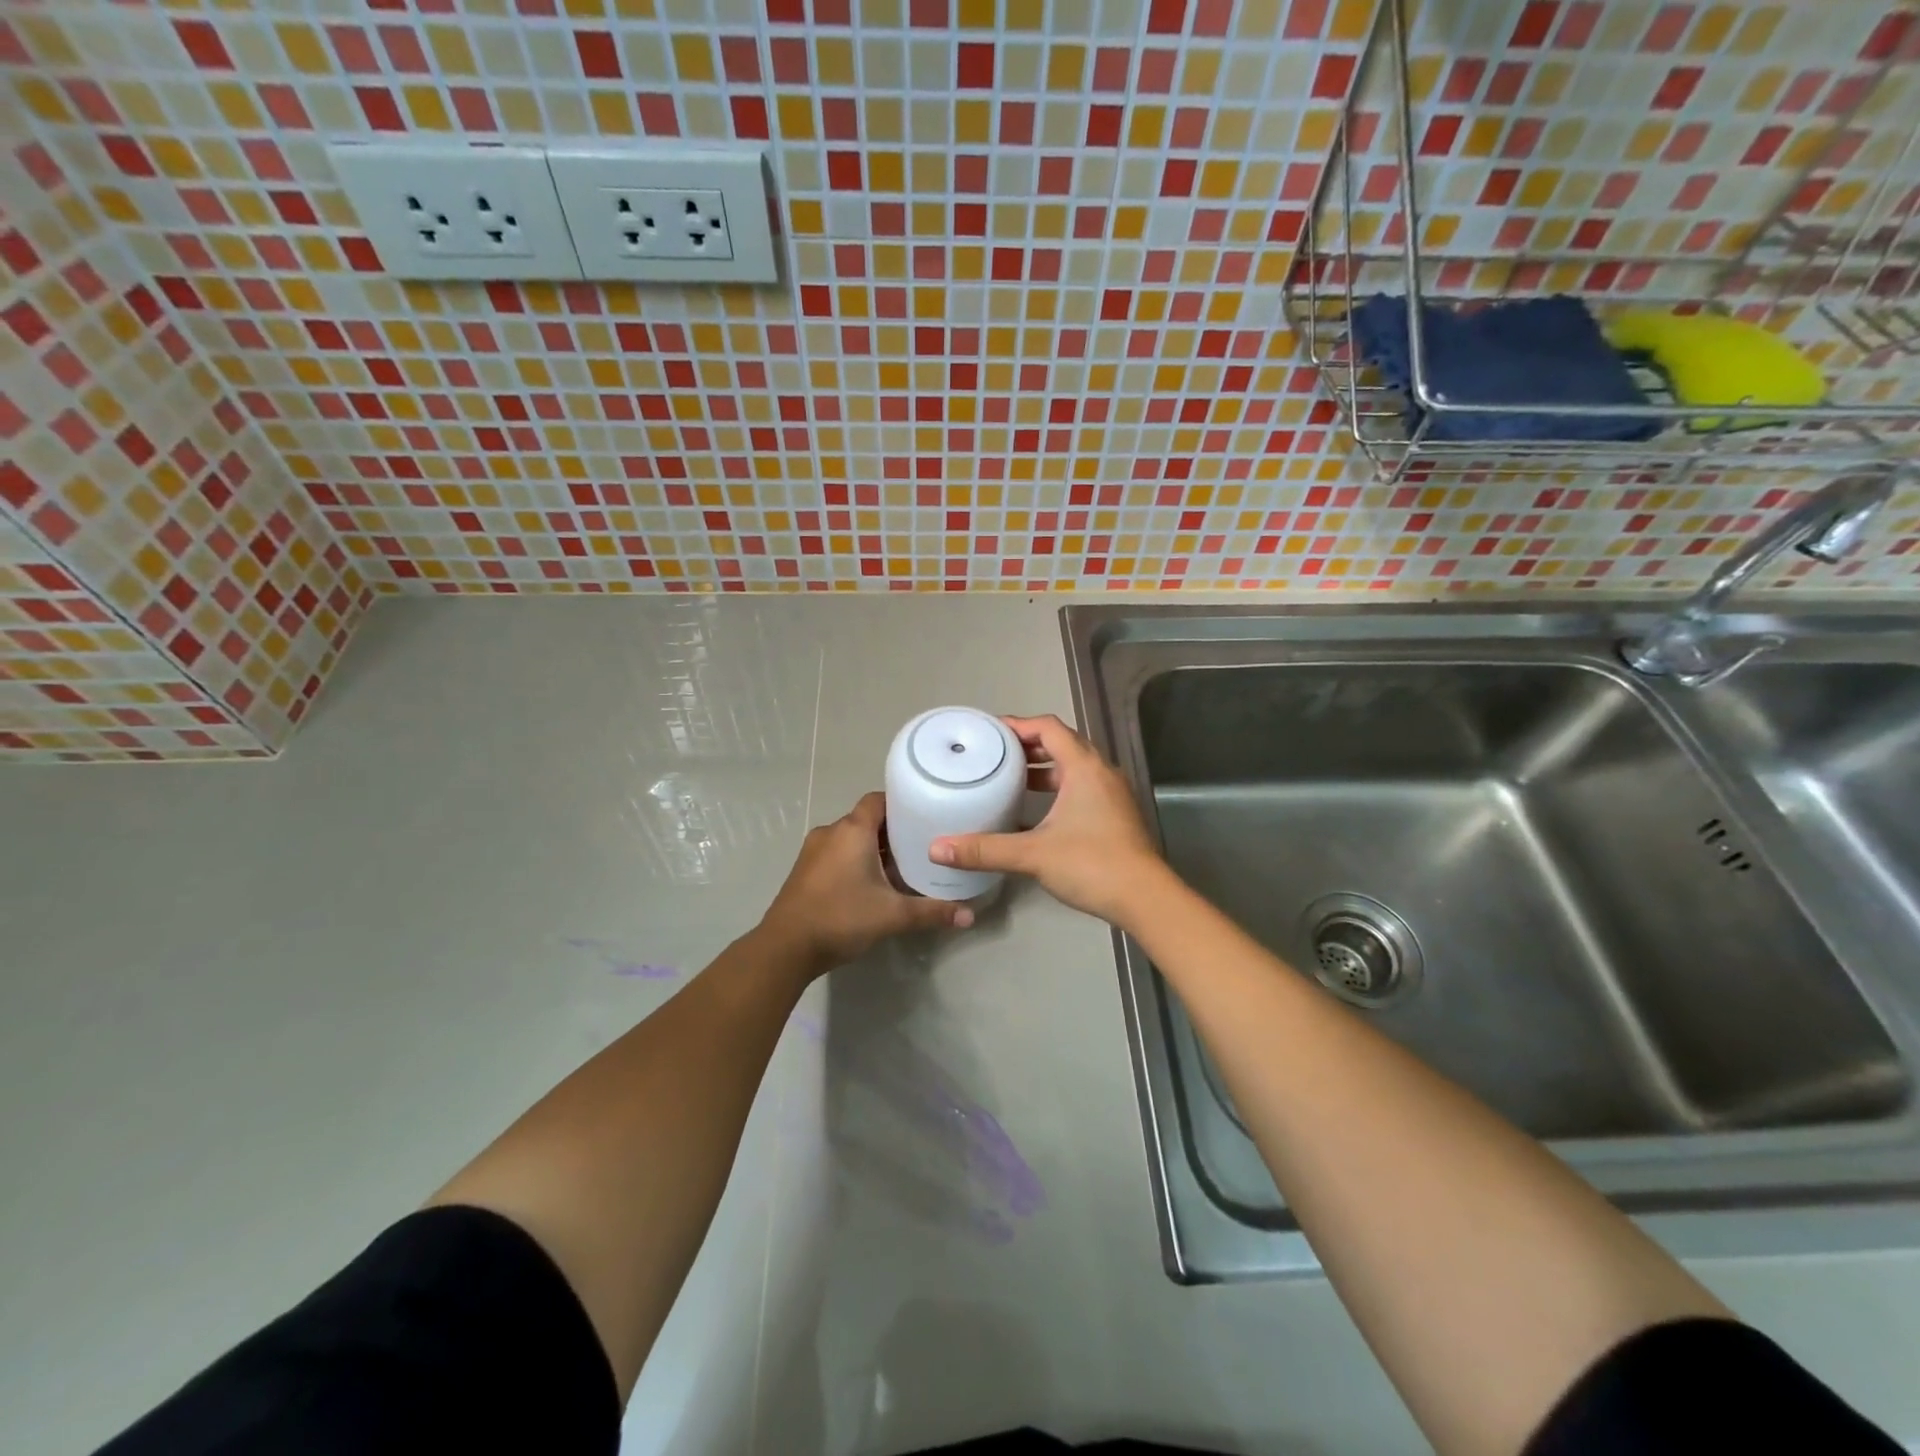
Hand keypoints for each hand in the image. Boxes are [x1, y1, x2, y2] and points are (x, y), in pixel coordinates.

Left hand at [760, 792, 972, 974]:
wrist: (785, 948)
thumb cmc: (841, 918)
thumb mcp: (893, 916)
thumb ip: (932, 912)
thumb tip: (970, 915)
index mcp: (852, 831)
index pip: (879, 800)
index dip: (902, 803)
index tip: (925, 815)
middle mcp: (831, 832)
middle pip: (867, 819)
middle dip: (893, 831)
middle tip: (921, 845)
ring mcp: (813, 851)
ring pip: (851, 838)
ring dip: (873, 848)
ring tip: (901, 867)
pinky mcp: (805, 870)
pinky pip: (837, 853)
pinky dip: (855, 860)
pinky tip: (871, 884)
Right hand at [930, 714, 1165, 925]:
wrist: (1145, 898)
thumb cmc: (1092, 864)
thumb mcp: (1033, 855)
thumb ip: (985, 850)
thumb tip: (938, 848)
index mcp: (1084, 768)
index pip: (1048, 728)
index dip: (1018, 725)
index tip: (989, 732)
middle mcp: (1101, 773)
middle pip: (1062, 744)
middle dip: (1028, 745)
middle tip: (994, 754)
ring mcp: (1111, 794)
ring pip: (1073, 768)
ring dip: (1043, 768)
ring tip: (1010, 779)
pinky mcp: (1115, 815)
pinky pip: (1081, 788)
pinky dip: (1057, 790)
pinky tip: (1034, 812)